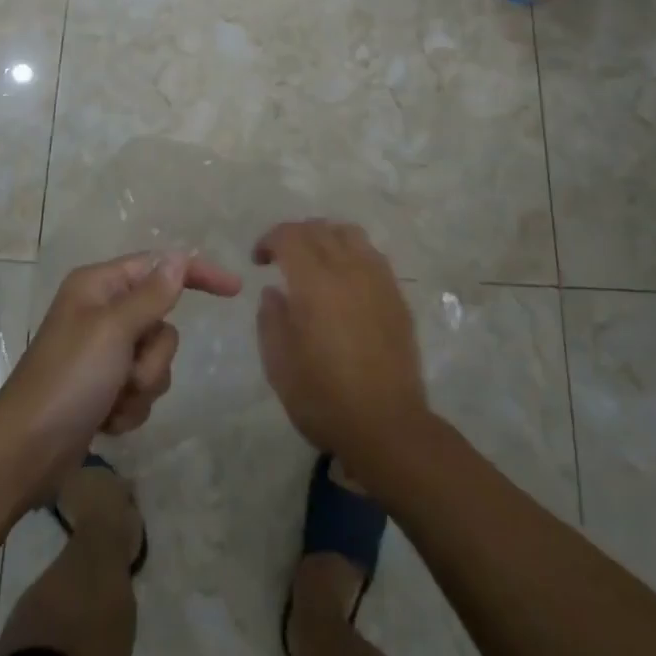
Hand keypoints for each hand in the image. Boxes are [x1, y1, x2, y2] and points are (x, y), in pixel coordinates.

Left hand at [0, 250, 241, 499]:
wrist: (25, 454)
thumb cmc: (68, 380)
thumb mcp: (113, 331)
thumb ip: (152, 295)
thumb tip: (179, 257)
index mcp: (100, 286)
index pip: (160, 267)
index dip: (197, 274)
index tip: (234, 289)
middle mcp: (103, 312)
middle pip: (161, 322)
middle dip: (153, 356)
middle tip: (127, 373)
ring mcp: (103, 353)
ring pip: (156, 360)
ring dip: (142, 386)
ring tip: (112, 401)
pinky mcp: (104, 388)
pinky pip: (142, 389)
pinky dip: (130, 407)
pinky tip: (106, 420)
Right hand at [253, 220, 431, 476]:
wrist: (388, 426)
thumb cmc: (325, 397)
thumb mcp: (279, 364)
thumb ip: (271, 319)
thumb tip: (274, 292)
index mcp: (314, 281)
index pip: (290, 236)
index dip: (270, 239)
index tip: (259, 260)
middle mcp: (347, 269)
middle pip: (320, 228)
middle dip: (295, 235)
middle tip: (282, 258)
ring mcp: (377, 280)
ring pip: (350, 234)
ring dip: (326, 237)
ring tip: (316, 261)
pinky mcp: (397, 297)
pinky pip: (372, 256)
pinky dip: (352, 254)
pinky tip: (345, 280)